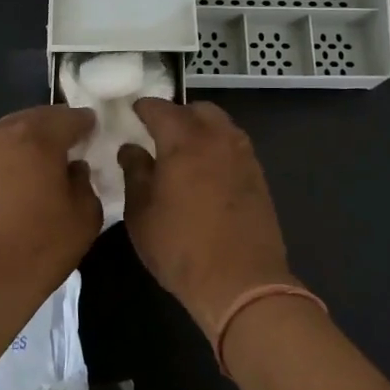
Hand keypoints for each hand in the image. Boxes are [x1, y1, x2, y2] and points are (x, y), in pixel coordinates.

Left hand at [0, 105, 101, 323]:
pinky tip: (12, 181)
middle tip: (70, 147)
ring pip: (9, 133)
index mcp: (37, 136)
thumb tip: (73, 168)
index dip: (86, 124)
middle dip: (55, 128)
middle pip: (35, 118)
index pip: (69, 117)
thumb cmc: (38, 248)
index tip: (95, 133)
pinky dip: (4, 158)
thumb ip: (84, 181)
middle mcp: (1, 133)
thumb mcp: (84, 216)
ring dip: (27, 142)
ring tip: (40, 164)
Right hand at [118, 100, 295, 338]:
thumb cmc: (181, 248)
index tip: (132, 112)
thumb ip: (134, 173)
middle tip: (159, 133)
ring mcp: (243, 155)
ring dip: (201, 129)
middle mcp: (217, 137)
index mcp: (184, 140)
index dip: (143, 108)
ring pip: (220, 125)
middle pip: (196, 109)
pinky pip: (234, 146)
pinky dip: (218, 147)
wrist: (242, 282)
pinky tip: (207, 171)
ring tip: (184, 152)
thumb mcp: (141, 214)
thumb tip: (131, 148)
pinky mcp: (258, 175)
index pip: (159, 108)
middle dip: (176, 114)